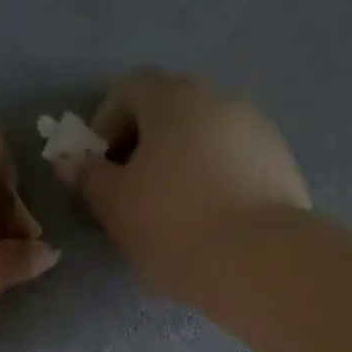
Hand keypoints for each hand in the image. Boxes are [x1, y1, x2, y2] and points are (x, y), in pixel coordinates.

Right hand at [61, 72, 309, 307]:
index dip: (105, 125)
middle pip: (169, 109)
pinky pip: (234, 161)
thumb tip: (70, 160)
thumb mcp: (115, 207)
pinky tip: (210, 221)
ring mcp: (257, 128)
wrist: (257, 261)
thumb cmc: (173, 227)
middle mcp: (218, 99)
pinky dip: (214, 180)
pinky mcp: (281, 162)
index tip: (100, 169)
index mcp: (173, 100)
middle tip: (132, 193)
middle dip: (144, 145)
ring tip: (173, 212)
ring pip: (204, 136)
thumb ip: (89, 178)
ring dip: (181, 162)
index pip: (128, 89)